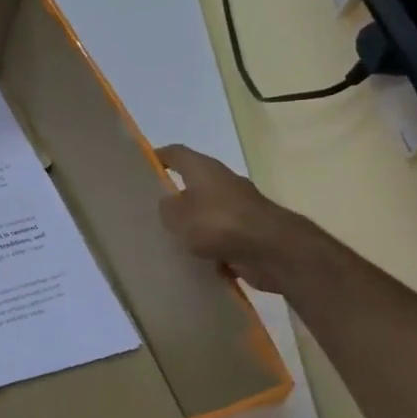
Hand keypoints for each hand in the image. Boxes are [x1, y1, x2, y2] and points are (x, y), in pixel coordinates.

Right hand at [155, 144, 315, 293]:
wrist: (274, 252)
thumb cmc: (219, 224)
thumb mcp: (177, 216)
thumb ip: (167, 208)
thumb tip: (170, 204)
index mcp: (204, 170)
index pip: (176, 154)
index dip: (158, 157)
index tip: (142, 167)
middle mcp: (224, 183)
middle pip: (194, 184)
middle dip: (175, 197)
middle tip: (151, 211)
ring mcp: (240, 209)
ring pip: (208, 214)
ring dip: (194, 226)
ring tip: (171, 242)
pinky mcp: (251, 234)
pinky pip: (222, 239)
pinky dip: (211, 249)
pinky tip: (196, 263)